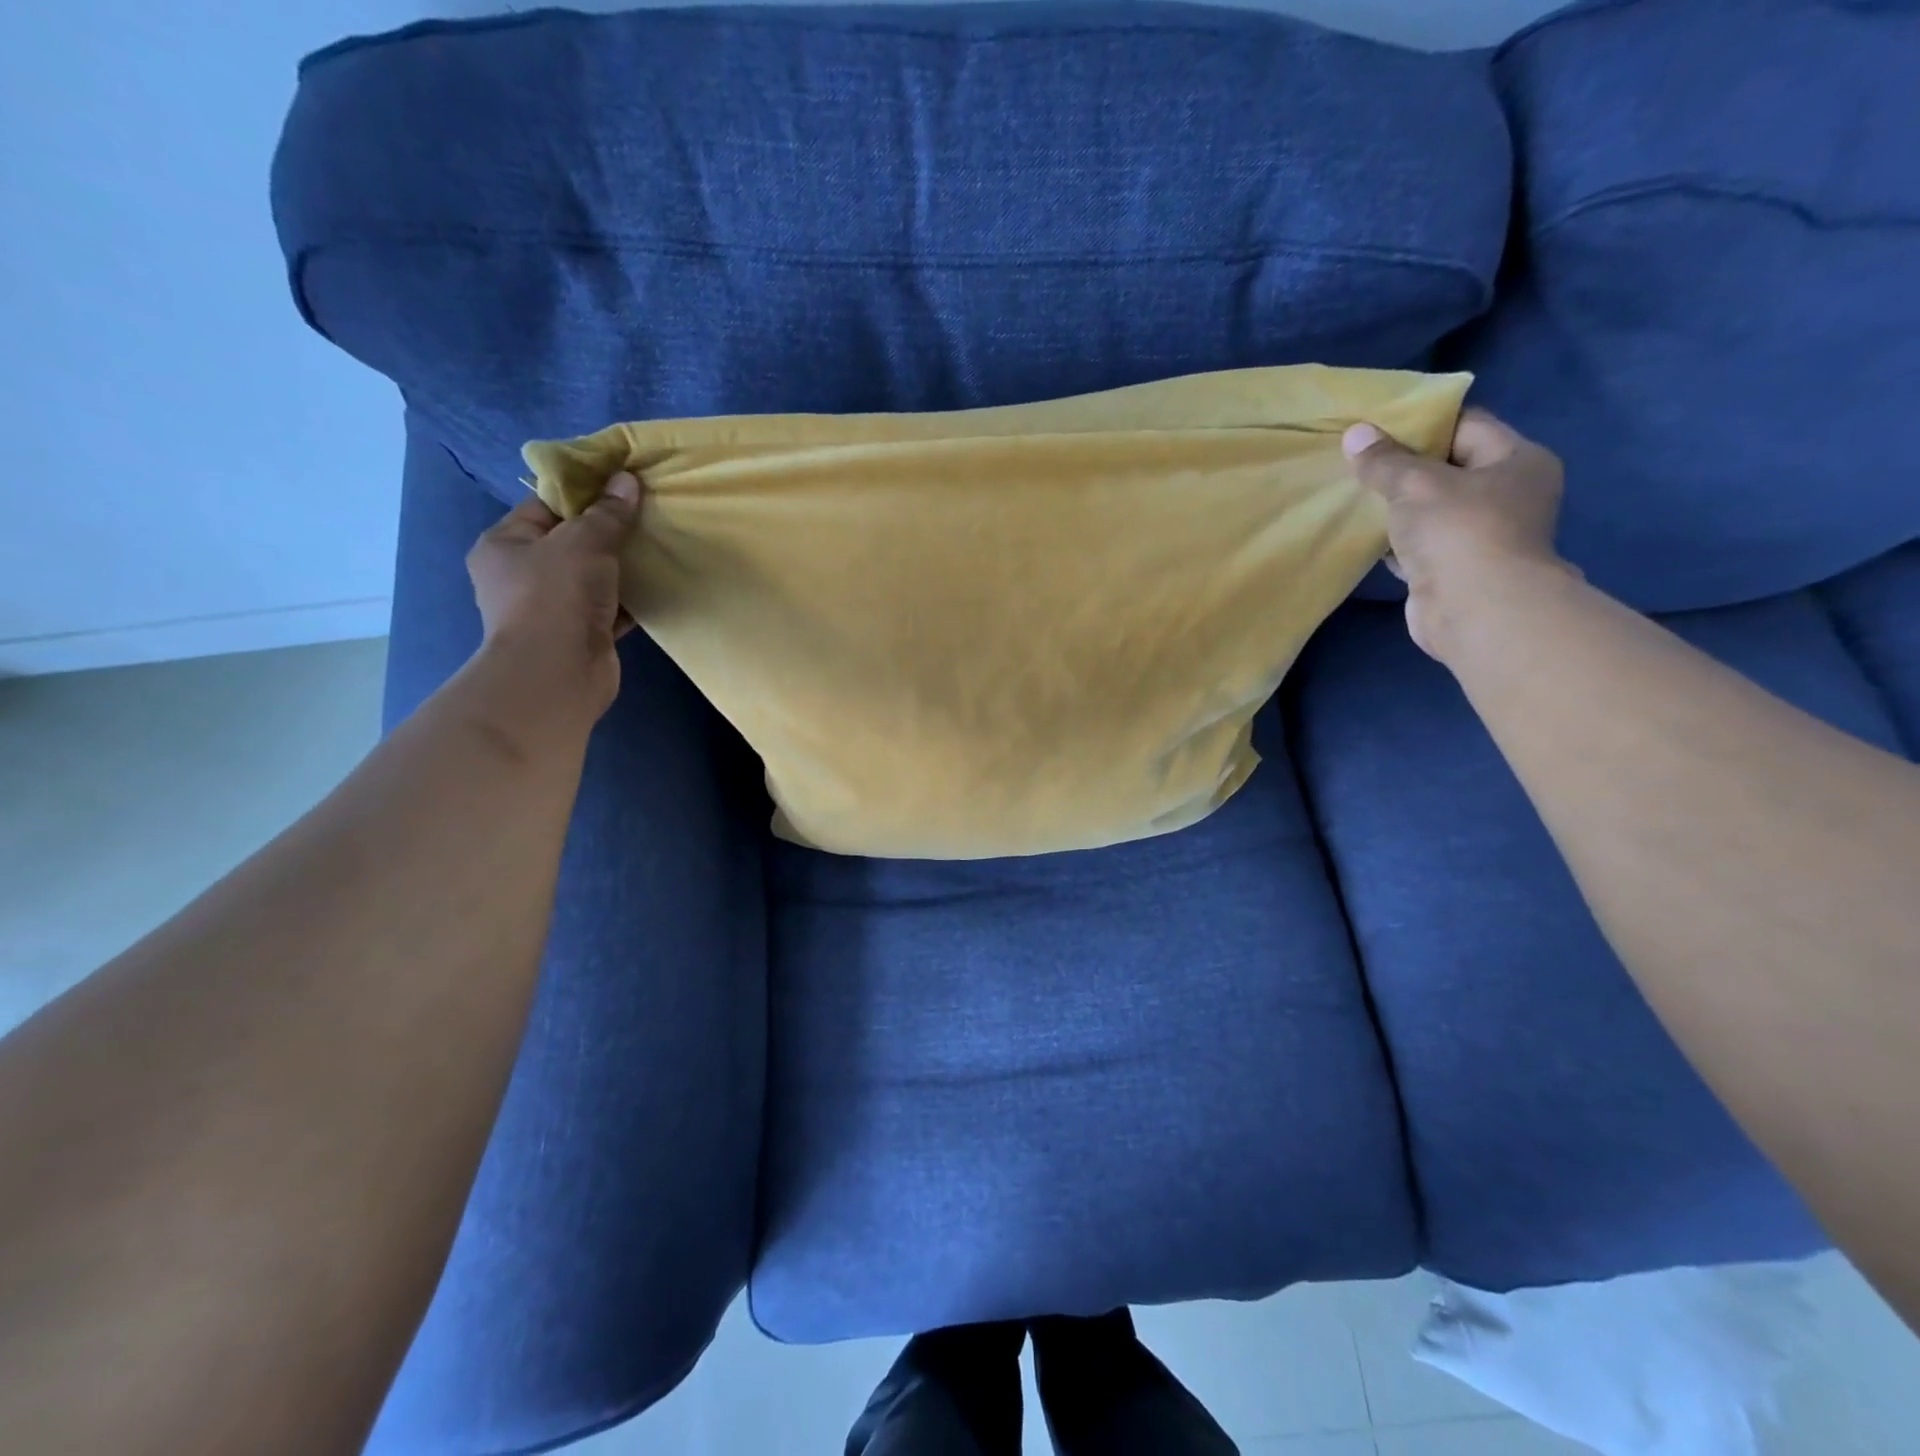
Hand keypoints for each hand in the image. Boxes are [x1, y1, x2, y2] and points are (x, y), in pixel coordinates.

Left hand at [465, 472, 642, 719]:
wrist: (558, 672)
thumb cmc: (556, 595)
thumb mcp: (584, 541)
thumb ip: (608, 513)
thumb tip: (626, 480)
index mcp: (504, 544)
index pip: (544, 507)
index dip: (582, 495)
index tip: (620, 487)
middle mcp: (521, 576)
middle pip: (570, 543)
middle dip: (607, 532)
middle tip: (645, 516)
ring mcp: (551, 609)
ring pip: (593, 578)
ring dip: (622, 568)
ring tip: (658, 548)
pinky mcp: (580, 635)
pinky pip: (610, 608)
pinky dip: (631, 599)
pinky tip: (659, 586)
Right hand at [1343, 410, 1569, 662]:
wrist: (1475, 611)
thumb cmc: (1458, 532)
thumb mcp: (1415, 484)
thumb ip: (1384, 460)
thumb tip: (1355, 433)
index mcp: (1516, 460)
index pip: (1467, 425)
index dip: (1422, 423)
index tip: (1377, 426)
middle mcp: (1508, 494)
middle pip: (1448, 468)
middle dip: (1404, 467)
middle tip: (1359, 460)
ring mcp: (1484, 535)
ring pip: (1432, 509)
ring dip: (1398, 507)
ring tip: (1355, 494)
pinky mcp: (1456, 569)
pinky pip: (1421, 544)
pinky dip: (1396, 540)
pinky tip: (1365, 535)